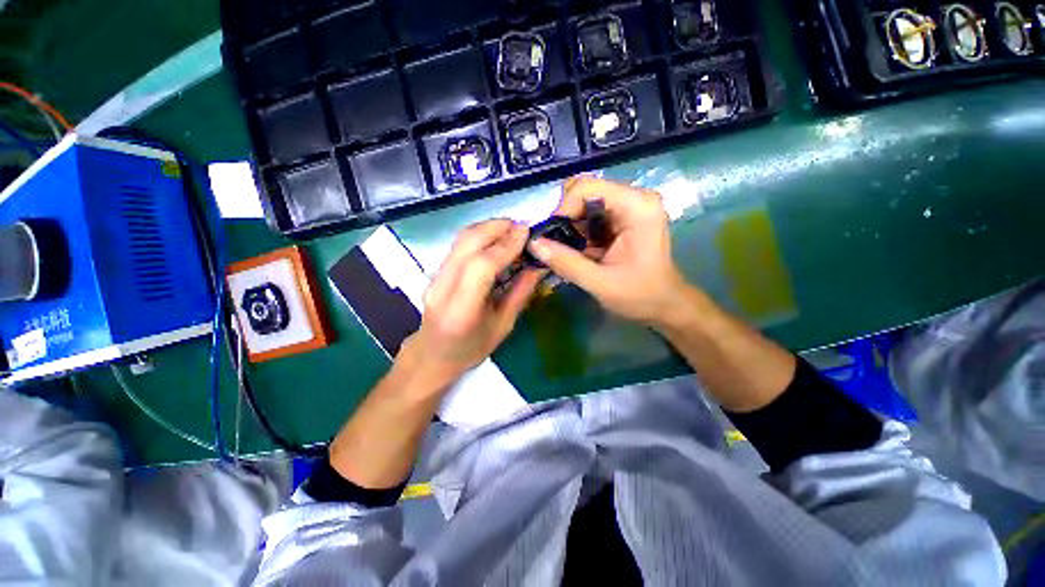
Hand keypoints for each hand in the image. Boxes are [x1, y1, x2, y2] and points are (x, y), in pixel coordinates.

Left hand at [401, 219, 543, 389]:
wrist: (432, 355)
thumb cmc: (471, 349)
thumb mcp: (503, 326)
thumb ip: (520, 293)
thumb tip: (538, 266)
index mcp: (462, 310)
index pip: (482, 265)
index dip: (505, 245)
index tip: (527, 232)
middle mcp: (443, 288)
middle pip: (467, 243)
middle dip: (497, 227)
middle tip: (522, 227)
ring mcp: (434, 277)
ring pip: (461, 239)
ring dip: (488, 228)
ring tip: (512, 231)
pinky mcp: (435, 271)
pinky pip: (459, 245)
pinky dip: (480, 236)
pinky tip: (496, 240)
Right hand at [528, 176, 688, 325]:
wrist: (664, 305)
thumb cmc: (639, 295)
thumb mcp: (599, 283)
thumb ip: (565, 262)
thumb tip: (533, 244)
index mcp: (636, 206)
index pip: (586, 188)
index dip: (563, 209)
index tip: (551, 237)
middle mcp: (634, 197)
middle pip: (584, 191)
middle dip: (565, 217)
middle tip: (557, 243)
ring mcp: (629, 206)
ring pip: (585, 202)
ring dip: (571, 225)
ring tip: (567, 249)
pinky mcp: (623, 217)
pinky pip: (591, 214)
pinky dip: (579, 230)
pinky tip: (579, 249)